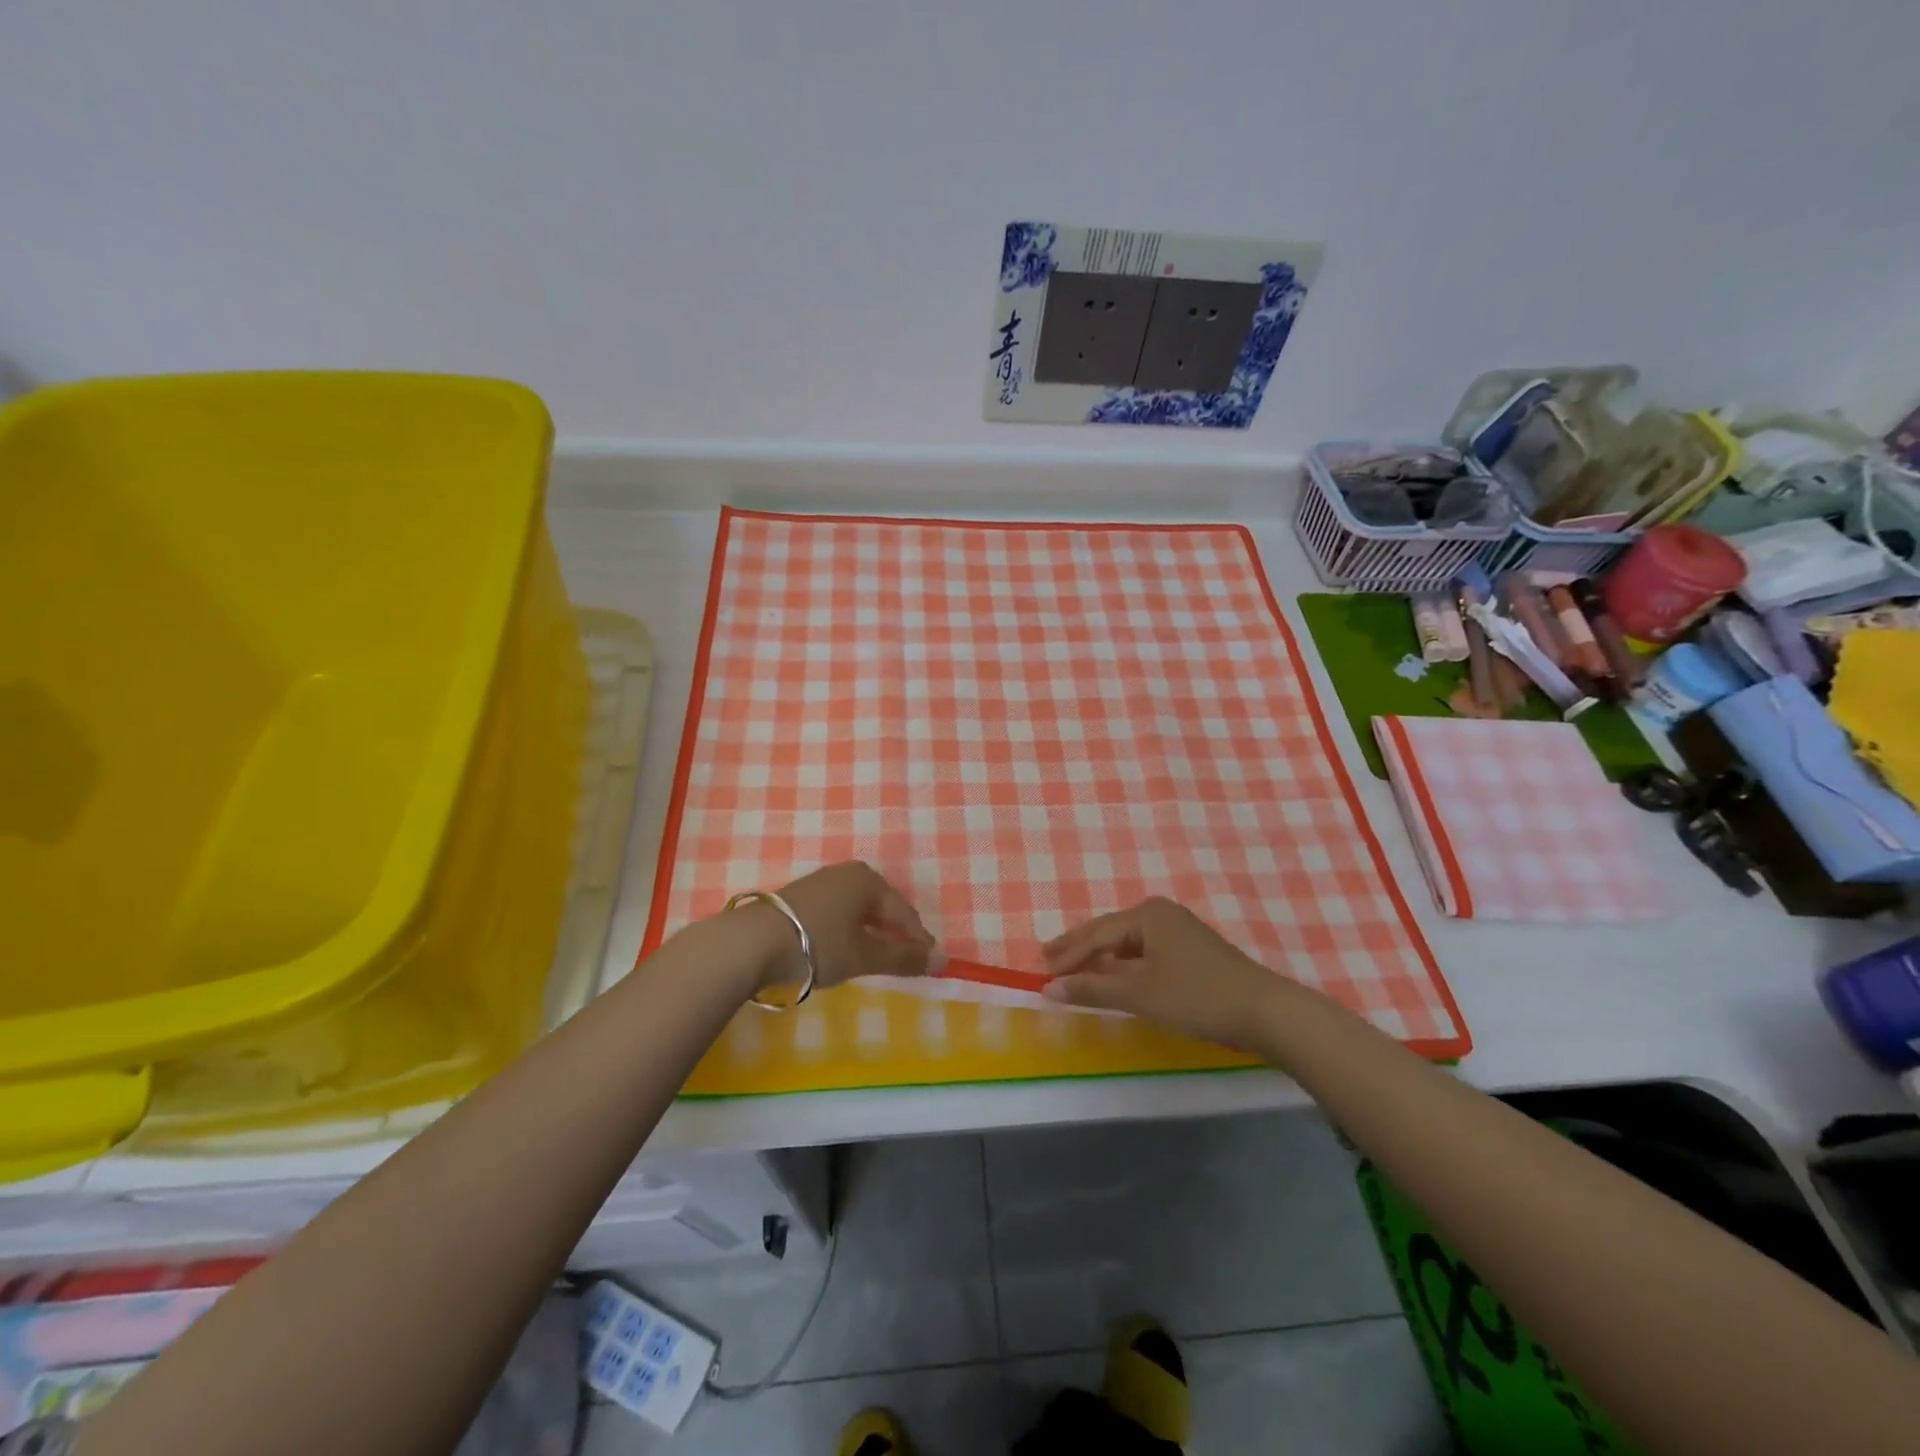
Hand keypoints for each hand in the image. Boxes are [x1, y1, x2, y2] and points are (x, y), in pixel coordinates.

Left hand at [760, 862, 935, 990]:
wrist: (751, 942)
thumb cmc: (817, 944)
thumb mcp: (864, 955)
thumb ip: (903, 958)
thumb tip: (942, 961)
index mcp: (868, 880)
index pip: (904, 912)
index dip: (918, 940)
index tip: (929, 965)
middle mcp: (847, 873)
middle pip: (882, 907)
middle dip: (895, 934)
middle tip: (904, 961)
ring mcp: (821, 882)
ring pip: (858, 909)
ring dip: (870, 933)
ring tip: (874, 958)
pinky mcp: (800, 896)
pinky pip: (838, 912)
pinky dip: (848, 930)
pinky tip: (843, 948)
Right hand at [1041, 897, 1298, 1048]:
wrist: (1264, 1011)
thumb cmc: (1196, 996)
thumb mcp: (1139, 994)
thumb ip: (1092, 988)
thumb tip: (1048, 987)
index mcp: (1146, 914)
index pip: (1096, 934)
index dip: (1067, 954)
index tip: (1041, 970)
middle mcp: (1161, 912)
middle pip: (1110, 930)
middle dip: (1079, 947)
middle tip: (1047, 957)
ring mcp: (1179, 929)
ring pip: (1128, 941)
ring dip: (1100, 955)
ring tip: (1074, 965)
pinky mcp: (1191, 949)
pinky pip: (1145, 949)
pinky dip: (1123, 962)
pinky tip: (1115, 972)